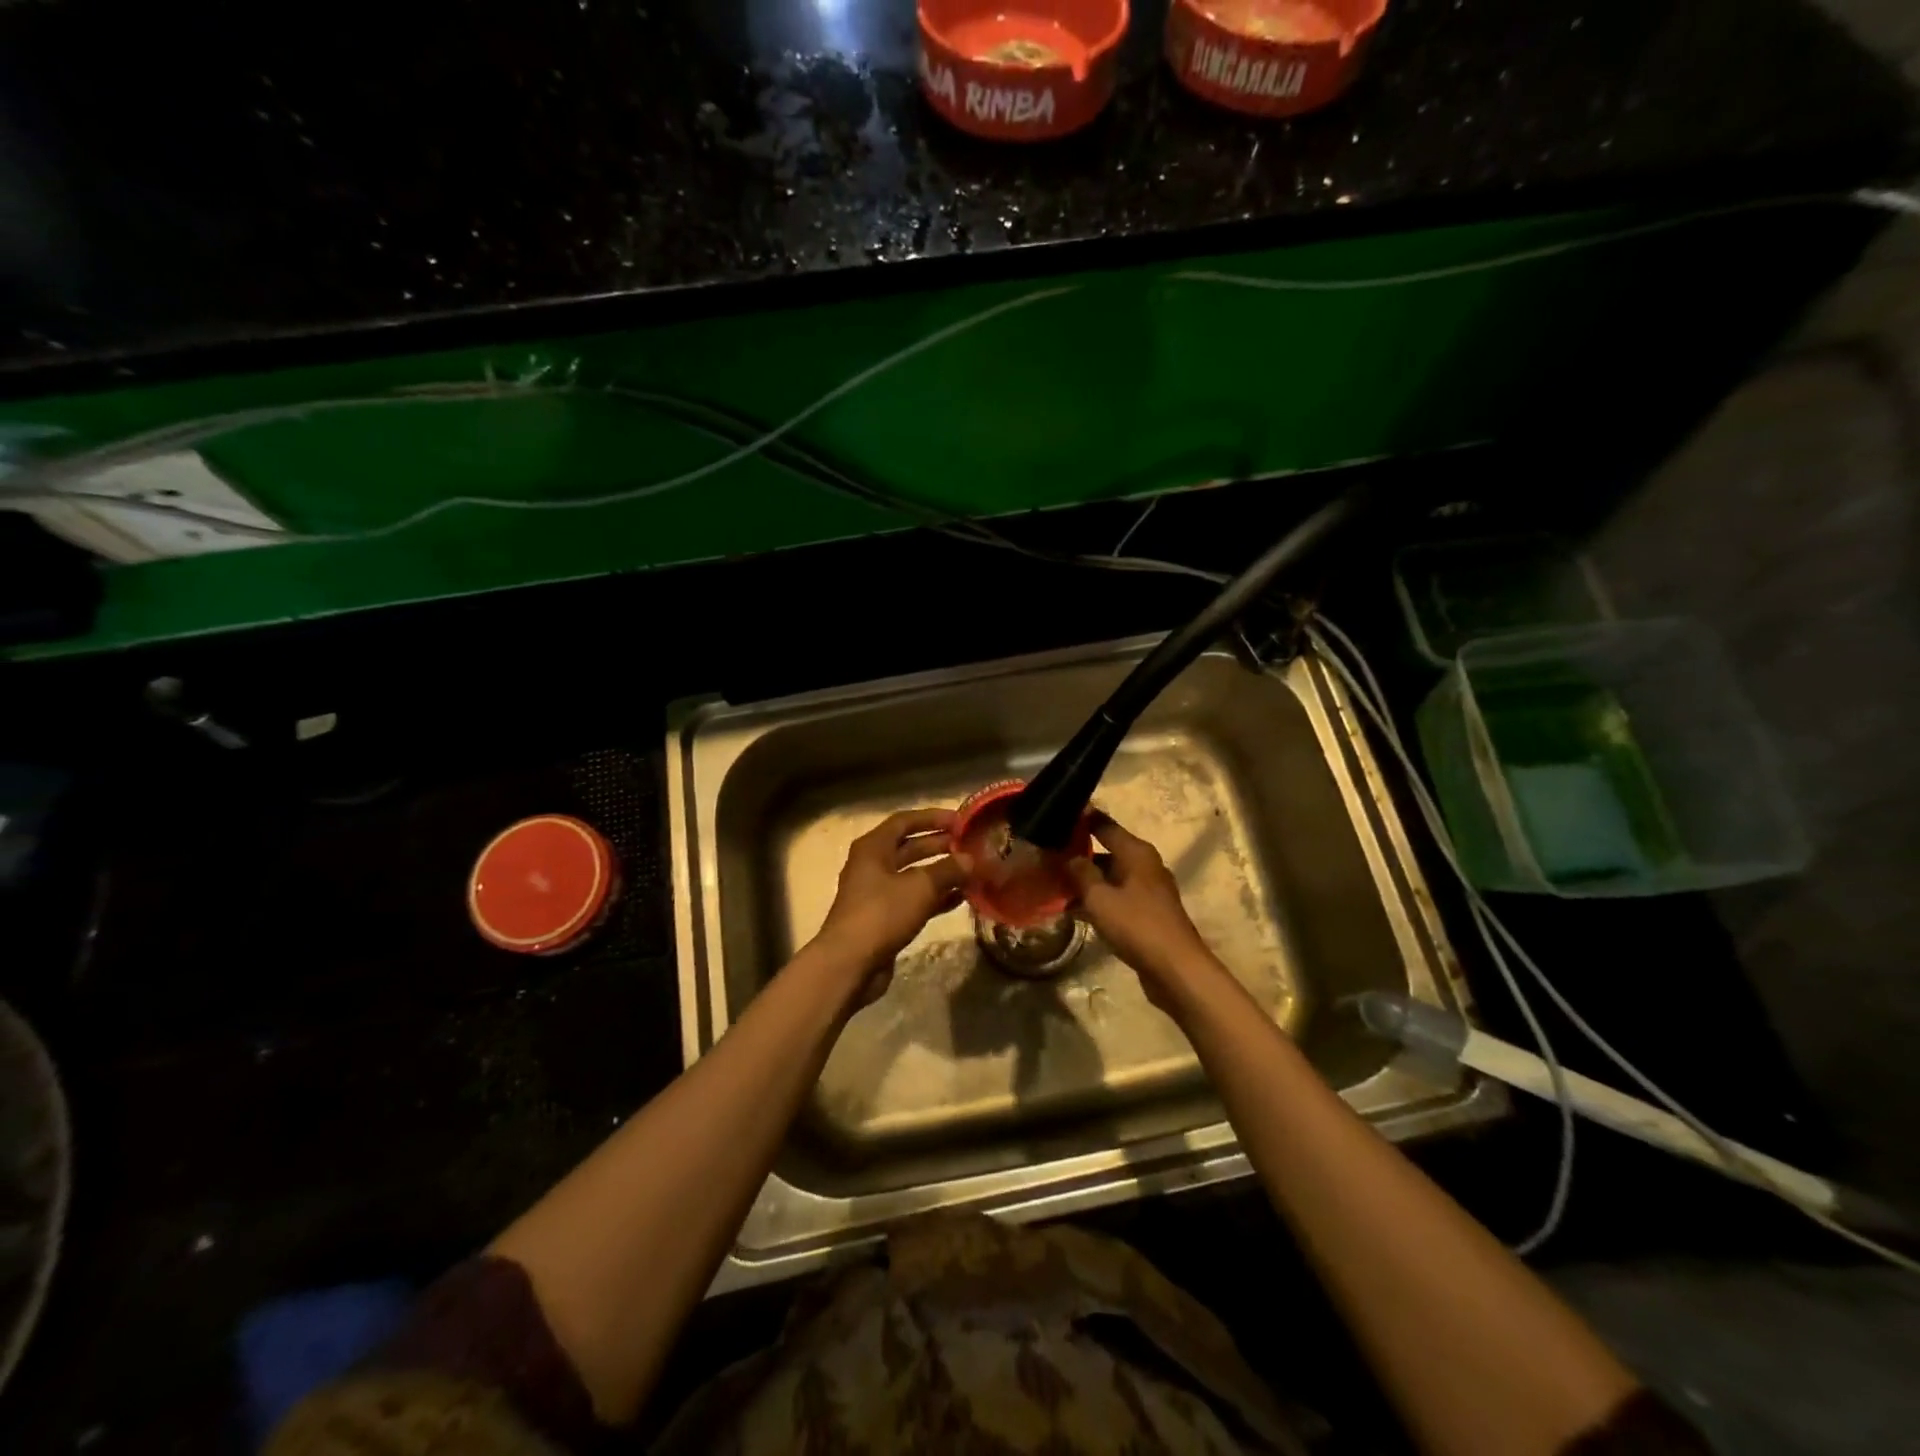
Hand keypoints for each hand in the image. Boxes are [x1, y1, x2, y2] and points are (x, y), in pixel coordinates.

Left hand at [815, 808, 965, 1003]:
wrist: (850, 963)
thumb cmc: (882, 913)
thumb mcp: (920, 886)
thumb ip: (948, 870)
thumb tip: (970, 860)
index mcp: (873, 848)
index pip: (904, 821)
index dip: (933, 818)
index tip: (960, 820)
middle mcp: (872, 865)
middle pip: (909, 848)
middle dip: (939, 845)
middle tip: (970, 845)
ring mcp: (877, 894)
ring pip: (913, 876)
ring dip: (941, 873)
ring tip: (971, 872)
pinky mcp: (884, 919)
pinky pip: (914, 900)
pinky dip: (935, 897)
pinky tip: (961, 899)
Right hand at [1068, 813, 1217, 1010]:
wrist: (1176, 969)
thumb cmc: (1137, 925)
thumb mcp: (1100, 897)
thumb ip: (1080, 872)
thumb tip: (1065, 855)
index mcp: (1136, 852)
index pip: (1103, 824)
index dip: (1080, 819)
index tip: (1053, 816)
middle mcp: (1144, 865)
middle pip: (1105, 850)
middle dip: (1076, 853)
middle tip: (1045, 855)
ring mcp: (1147, 890)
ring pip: (1109, 876)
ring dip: (1084, 880)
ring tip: (1051, 883)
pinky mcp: (1146, 913)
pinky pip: (1115, 897)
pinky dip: (1096, 899)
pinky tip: (1072, 909)